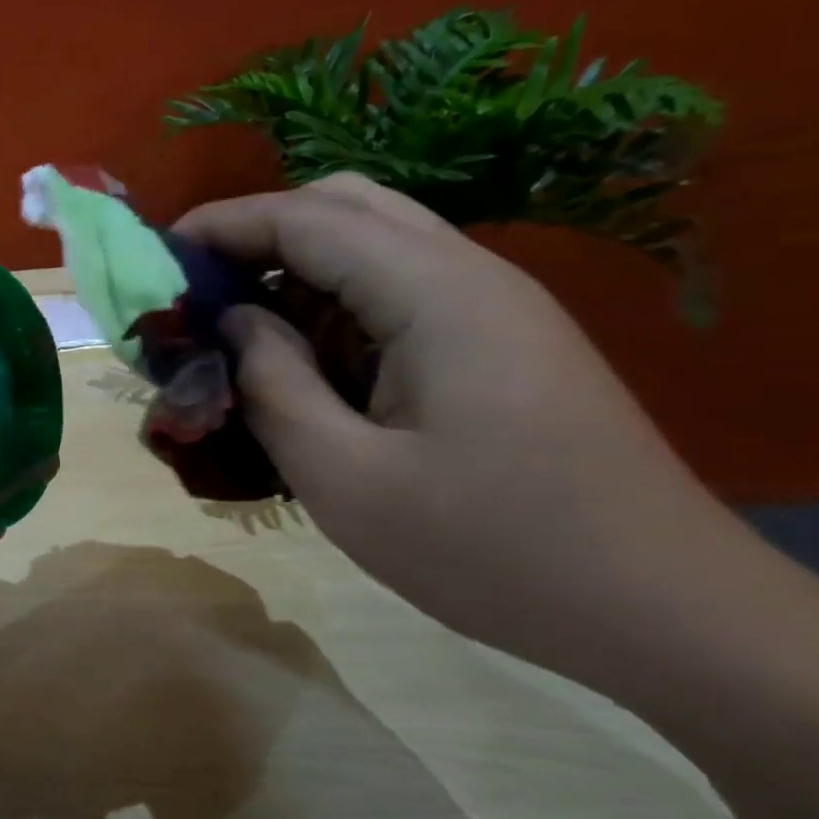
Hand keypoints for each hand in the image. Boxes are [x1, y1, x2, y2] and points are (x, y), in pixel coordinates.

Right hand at [174, 175, 742, 679]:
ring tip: (237, 337)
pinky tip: (303, 371)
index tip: (157, 256)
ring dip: (295, 277)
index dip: (223, 224)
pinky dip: (333, 315)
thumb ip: (274, 384)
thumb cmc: (493, 551)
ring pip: (372, 250)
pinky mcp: (497, 347)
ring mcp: (491, 310)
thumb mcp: (347, 478)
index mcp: (437, 294)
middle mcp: (469, 277)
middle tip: (199, 295)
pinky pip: (396, 299)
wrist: (662, 610)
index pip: (308, 217)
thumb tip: (234, 322)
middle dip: (259, 236)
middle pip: (346, 208)